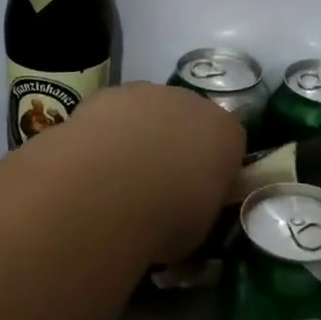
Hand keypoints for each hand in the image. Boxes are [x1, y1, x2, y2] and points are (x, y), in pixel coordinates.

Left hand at [17, 81, 245, 265]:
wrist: (110, 191)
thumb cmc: (168, 217)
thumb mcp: (199, 226)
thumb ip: (199, 205)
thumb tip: (187, 209)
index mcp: (226, 133)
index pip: (228, 142)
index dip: (212, 166)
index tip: (197, 191)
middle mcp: (193, 103)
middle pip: (189, 120)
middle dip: (176, 144)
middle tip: (156, 184)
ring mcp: (149, 93)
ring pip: (149, 111)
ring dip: (140, 135)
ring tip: (118, 176)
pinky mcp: (108, 94)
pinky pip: (113, 113)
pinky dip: (106, 133)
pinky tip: (91, 163)